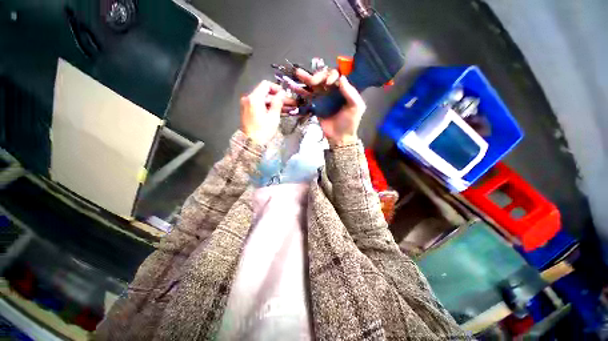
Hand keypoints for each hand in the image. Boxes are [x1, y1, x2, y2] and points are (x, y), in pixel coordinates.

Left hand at [240, 80, 285, 144]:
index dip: (277, 88)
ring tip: (288, 109)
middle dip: (278, 98)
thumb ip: (277, 103)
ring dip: (275, 103)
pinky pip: (260, 106)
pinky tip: (279, 112)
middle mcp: (249, 98)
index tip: (285, 95)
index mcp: (254, 98)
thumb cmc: (263, 131)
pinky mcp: (248, 111)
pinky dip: (269, 108)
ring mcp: (247, 105)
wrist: (250, 143)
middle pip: (265, 93)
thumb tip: (282, 93)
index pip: (266, 85)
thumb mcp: (273, 117)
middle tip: (291, 104)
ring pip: (264, 100)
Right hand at [294, 68, 365, 146]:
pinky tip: (294, 87)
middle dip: (317, 76)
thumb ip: (351, 93)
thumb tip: (342, 78)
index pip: (336, 75)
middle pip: (323, 78)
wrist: (339, 137)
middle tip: (312, 81)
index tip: (329, 83)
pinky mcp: (315, 106)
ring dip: (306, 79)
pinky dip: (301, 92)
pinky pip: (308, 97)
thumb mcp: (356, 107)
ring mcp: (323, 98)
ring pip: (314, 85)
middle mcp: (332, 91)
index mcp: (343, 89)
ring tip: (297, 73)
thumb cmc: (349, 122)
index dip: (331, 75)